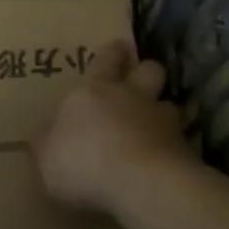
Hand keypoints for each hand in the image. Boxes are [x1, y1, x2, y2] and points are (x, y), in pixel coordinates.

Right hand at [33, 40, 195, 216]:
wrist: (139, 181)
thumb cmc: (83, 162)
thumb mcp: (48, 159)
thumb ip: (49, 146)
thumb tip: (45, 138)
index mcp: (94, 91)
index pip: (105, 60)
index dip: (112, 53)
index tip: (119, 47)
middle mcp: (130, 97)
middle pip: (148, 70)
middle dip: (145, 72)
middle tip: (142, 79)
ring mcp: (162, 120)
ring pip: (169, 104)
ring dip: (163, 111)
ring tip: (159, 125)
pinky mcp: (184, 147)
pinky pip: (181, 140)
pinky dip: (175, 146)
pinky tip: (168, 160)